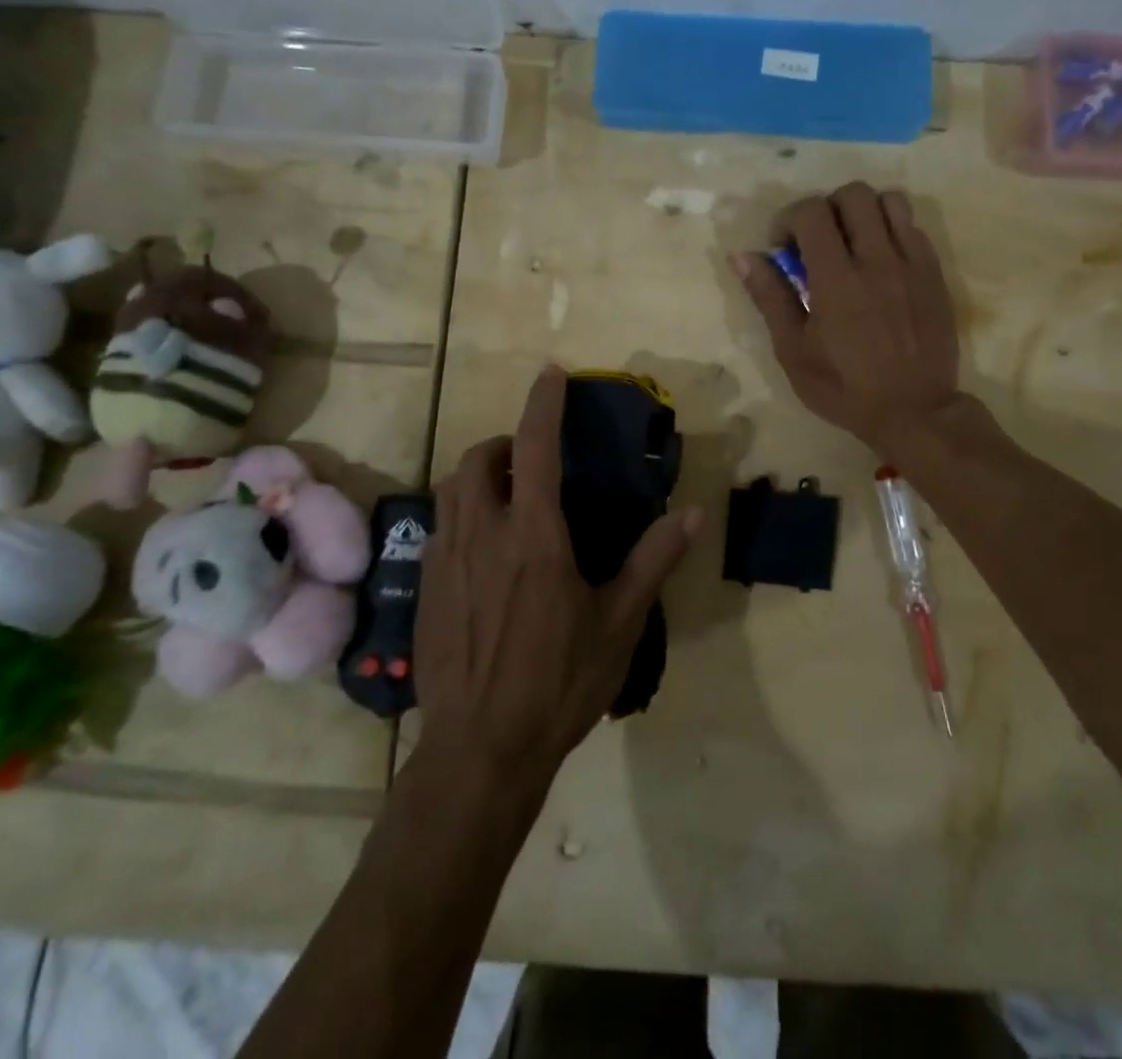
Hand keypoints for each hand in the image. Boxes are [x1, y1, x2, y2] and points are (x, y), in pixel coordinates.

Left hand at [415, 366, 701, 778]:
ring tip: (508, 496)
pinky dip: (463, 512)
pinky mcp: (427, 586)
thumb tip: (694, 514)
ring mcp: (447, 559)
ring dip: (479, 474)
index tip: (550, 372)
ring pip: (452, 488)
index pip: (536, 448)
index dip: (543, 403)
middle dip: (504, 443)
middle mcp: (484, 533)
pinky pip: (441, 526)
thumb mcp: (619, 623)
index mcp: (534, 536)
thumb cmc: (558, 683)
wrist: (480, 750)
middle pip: (479, 458)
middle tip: (532, 461)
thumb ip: (653, 560)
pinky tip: (484, 549)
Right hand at [734, 182, 964, 455]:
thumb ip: (770, 297)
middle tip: (817, 242)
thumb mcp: (793, 351)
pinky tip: (880, 262)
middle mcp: (877, 259)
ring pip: (890, 201)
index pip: (811, 212)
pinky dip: (891, 231)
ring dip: (864, 212)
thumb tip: (743, 256)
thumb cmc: (843, 387)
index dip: (788, 219)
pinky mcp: (934, 274)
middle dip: (826, 208)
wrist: (913, 411)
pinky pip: (914, 227)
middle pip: (853, 194)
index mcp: (836, 279)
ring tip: (852, 243)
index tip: (783, 248)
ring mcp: (912, 264)